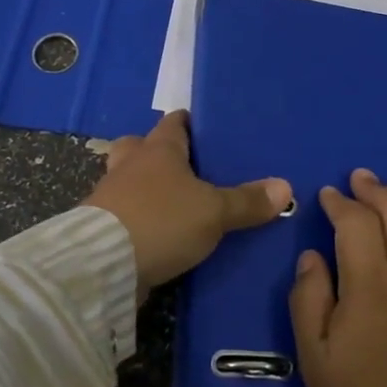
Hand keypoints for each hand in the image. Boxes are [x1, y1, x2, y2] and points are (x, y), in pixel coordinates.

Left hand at [82, 111, 292, 292]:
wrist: (103, 264)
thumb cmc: (162, 221)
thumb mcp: (214, 212)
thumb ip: (247, 201)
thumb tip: (285, 187)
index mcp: (159, 149)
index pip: (174, 122)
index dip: (190, 123)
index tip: (206, 129)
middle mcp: (130, 164)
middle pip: (141, 146)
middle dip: (159, 152)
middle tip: (186, 168)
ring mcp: (110, 194)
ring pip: (128, 179)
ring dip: (144, 186)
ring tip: (173, 202)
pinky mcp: (100, 226)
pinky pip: (123, 211)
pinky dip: (137, 216)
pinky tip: (156, 231)